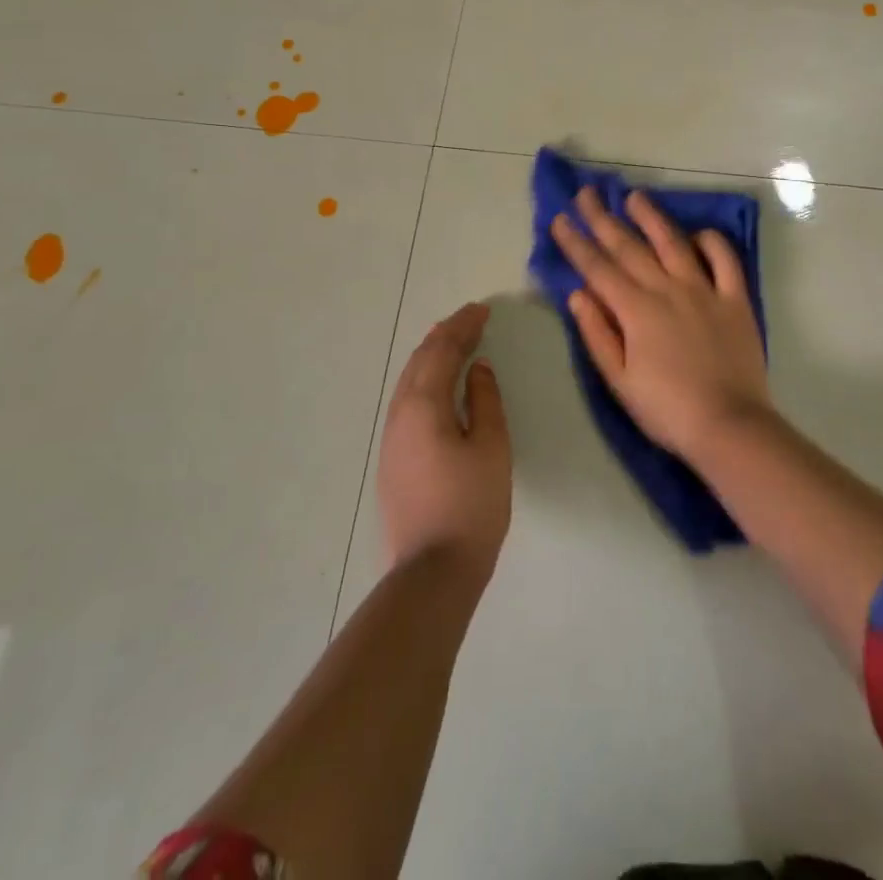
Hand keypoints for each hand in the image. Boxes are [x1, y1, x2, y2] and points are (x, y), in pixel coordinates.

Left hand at [377, 302, 511, 585]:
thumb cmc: (471, 505)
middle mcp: (399, 414)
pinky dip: (424, 379)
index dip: (463, 327)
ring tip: (452, 342)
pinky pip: (407, 401)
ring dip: (431, 356)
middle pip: (420, 361)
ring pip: (409, 381)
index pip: (442, 352)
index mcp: (424, 406)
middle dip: (444, 336)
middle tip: (469, 320)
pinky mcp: (391, 460)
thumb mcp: (491, 447)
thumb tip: (477, 368)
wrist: (432, 572)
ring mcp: (391, 439)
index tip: (483, 310)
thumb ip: (484, 401)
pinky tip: (437, 386)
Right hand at [551, 187, 771, 462]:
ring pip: (673, 242)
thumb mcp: (619, 381)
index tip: (560, 219)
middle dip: (603, 219)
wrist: (729, 425)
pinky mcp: (735, 298)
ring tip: (634, 197)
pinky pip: (724, 260)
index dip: (576, 242)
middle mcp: (667, 289)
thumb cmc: (666, 409)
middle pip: (629, 247)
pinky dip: (711, 241)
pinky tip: (697, 233)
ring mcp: (704, 290)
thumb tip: (578, 294)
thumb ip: (597, 334)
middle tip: (587, 193)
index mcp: (636, 310)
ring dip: (651, 217)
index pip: (598, 268)